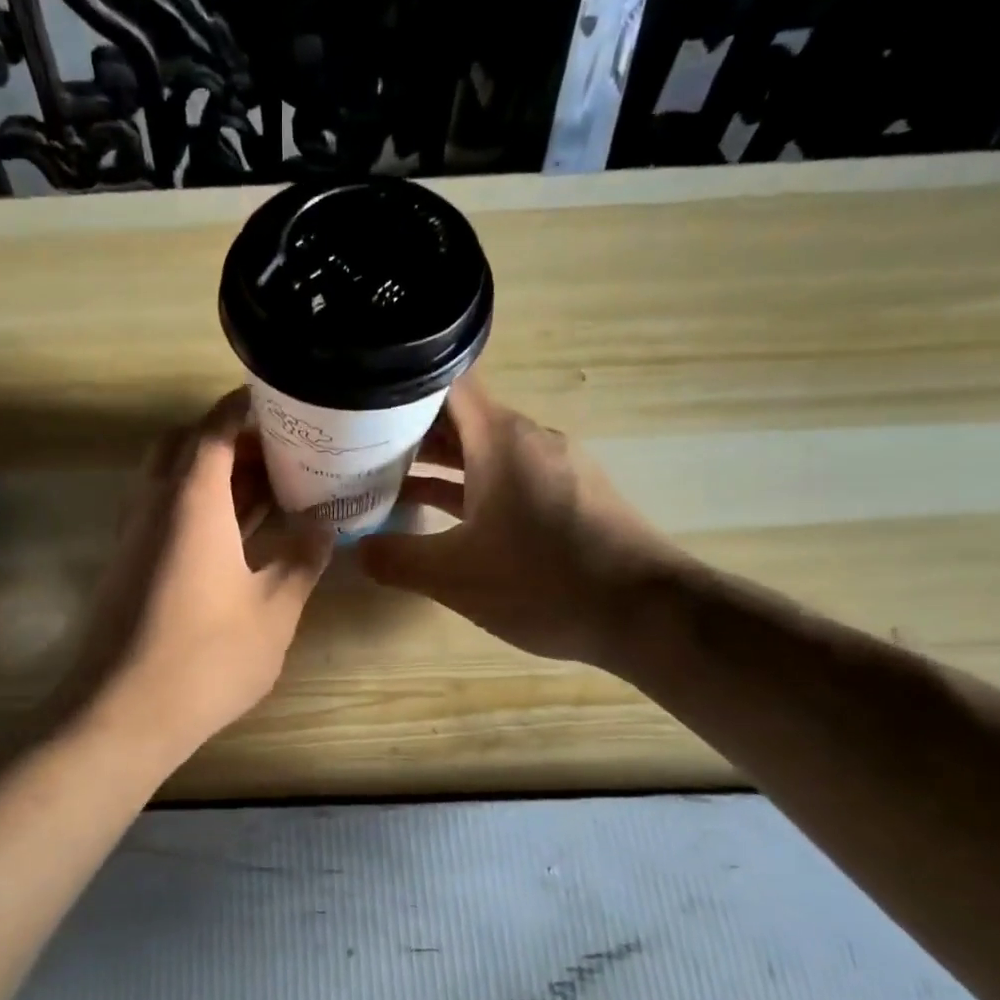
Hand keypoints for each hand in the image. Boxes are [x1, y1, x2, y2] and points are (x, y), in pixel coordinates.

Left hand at [63, 388, 333, 759]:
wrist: (123, 713)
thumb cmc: (207, 657)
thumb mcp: (274, 609)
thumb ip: (302, 560)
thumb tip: (324, 527)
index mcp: (191, 501)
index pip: (213, 429)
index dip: (242, 407)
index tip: (277, 400)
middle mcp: (153, 505)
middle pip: (183, 447)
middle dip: (228, 440)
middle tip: (276, 454)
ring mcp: (133, 536)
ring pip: (169, 481)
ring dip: (211, 475)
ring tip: (265, 490)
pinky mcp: (126, 566)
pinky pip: (162, 514)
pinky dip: (196, 508)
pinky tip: (234, 537)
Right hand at [357, 376, 682, 669]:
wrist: (645, 614)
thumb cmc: (544, 582)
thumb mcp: (455, 576)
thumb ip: (397, 560)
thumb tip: (358, 550)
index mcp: (501, 438)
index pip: (443, 385)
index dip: (397, 390)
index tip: (357, 406)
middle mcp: (529, 440)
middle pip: (459, 418)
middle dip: (407, 431)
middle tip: (354, 448)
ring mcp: (551, 469)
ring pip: (482, 451)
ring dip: (436, 464)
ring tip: (383, 480)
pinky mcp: (566, 498)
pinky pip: (505, 479)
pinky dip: (468, 488)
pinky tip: (439, 516)